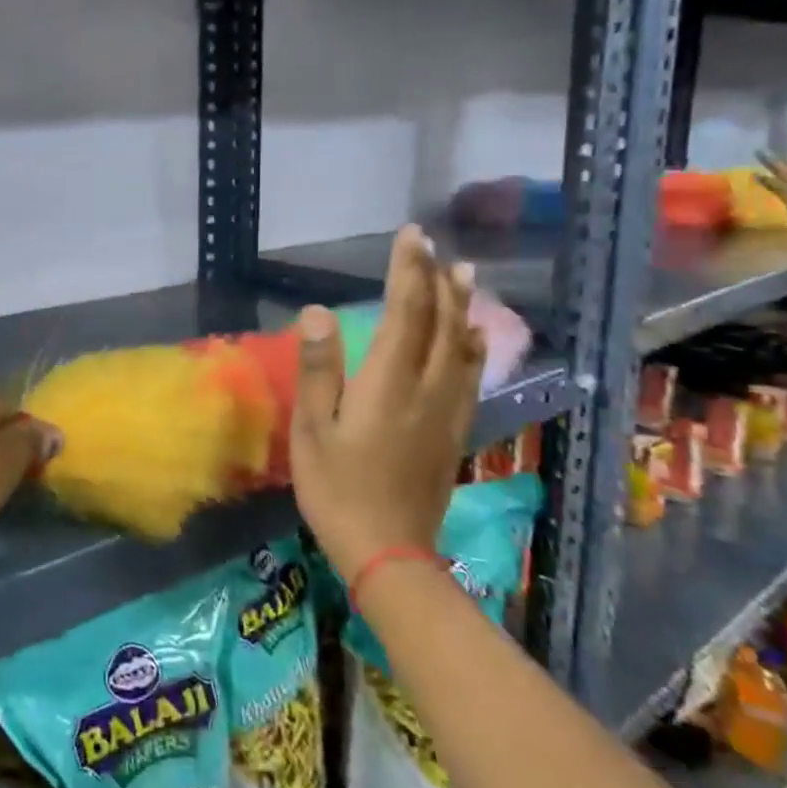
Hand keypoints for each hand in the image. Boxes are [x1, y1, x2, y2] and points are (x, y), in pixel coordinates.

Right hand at [290, 226, 483, 575]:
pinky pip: (471, 374)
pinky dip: (473, 345)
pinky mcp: (454, 430)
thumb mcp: (312, 429)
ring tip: (465, 275)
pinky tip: (474, 337)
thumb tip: (317, 311)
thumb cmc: (337, 488)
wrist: (388, 551)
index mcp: (389, 383)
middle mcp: (428, 388)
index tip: (412, 236)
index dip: (409, 271)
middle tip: (436, 246)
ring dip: (462, 306)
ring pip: (464, 346)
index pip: (406, 312)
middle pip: (441, 323)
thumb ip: (318, 369)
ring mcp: (447, 411)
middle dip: (438, 280)